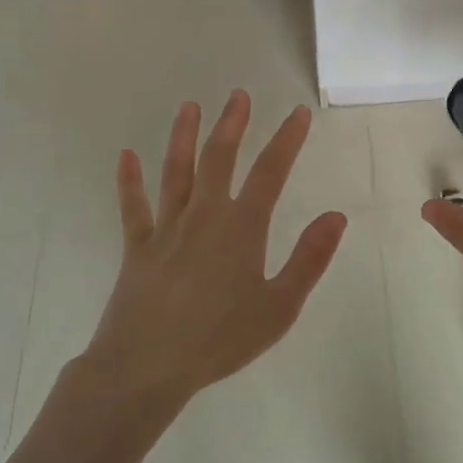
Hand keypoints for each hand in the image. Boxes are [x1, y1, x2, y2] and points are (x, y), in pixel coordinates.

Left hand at [84, 90, 346, 403]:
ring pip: (176, 172)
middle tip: (238, 96)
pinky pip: (133, 207)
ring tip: (190, 108)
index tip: (297, 114)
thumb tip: (336, 216)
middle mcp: (204, 216)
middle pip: (219, 158)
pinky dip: (129, 181)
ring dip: (183, 137)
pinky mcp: (137, 248)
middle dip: (232, 124)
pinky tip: (126, 156)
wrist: (146, 366)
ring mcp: (166, 229)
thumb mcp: (279, 307)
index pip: (270, 172)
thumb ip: (309, 259)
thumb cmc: (220, 340)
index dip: (286, 140)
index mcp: (241, 228)